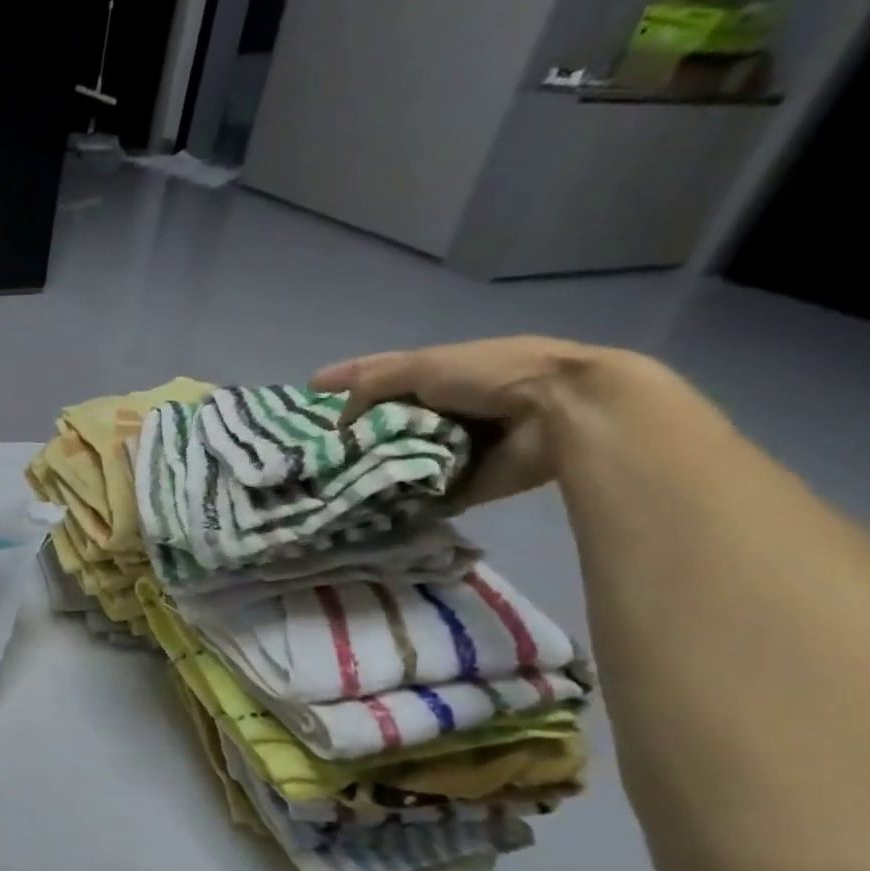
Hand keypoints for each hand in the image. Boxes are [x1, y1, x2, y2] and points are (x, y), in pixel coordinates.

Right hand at [310, 337, 646, 508]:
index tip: (308, 392)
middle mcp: (440, 408)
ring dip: (370, 468)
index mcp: (436, 373)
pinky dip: (395, 496)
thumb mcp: (424, 366)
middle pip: (384, 420)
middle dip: (352, 434)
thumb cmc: (492, 375)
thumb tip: (341, 420)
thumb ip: (374, 385)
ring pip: (397, 456)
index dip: (344, 382)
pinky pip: (418, 490)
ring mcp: (451, 446)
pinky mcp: (461, 481)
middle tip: (311, 450)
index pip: (378, 376)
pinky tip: (361, 503)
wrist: (562, 413)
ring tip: (327, 482)